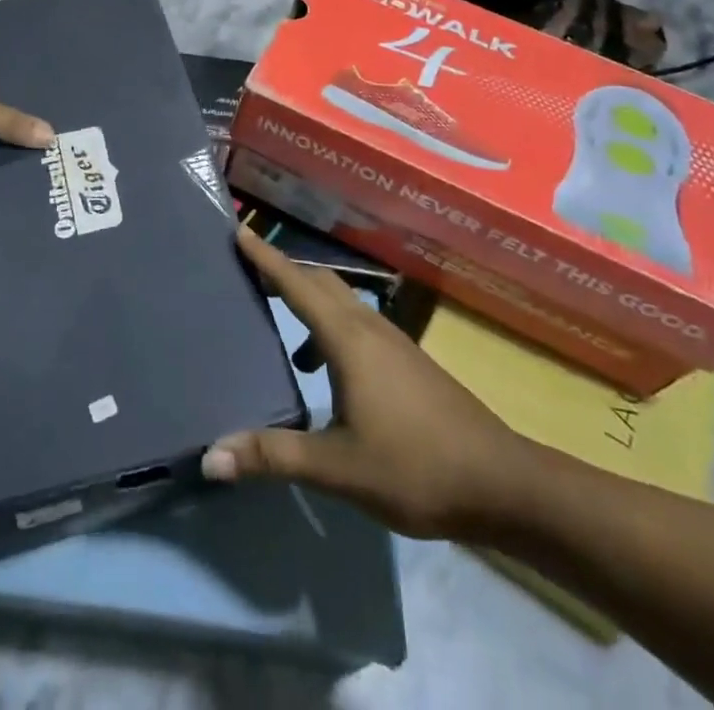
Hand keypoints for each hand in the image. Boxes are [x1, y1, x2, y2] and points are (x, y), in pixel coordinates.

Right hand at [202, 228, 538, 542]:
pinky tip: (319, 368)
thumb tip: (211, 456)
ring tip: (274, 316)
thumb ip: (274, 456)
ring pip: (340, 301)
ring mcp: (393, 341)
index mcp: (349, 338)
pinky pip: (356, 323)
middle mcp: (369, 327)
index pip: (297, 284)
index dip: (265, 256)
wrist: (501, 483)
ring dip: (306, 298)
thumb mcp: (338, 468)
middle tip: (246, 269)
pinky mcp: (406, 361)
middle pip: (319, 281)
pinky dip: (327, 326)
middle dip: (282, 270)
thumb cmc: (415, 467)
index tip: (238, 229)